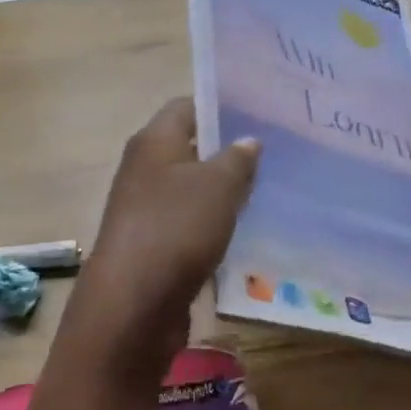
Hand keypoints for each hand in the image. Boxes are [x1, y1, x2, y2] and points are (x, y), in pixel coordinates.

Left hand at [68, 98, 258, 381]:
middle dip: (230, 151)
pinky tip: (247, 231)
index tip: (260, 113)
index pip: (187, 106)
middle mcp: (145, 169)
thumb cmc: (176, 229)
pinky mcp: (154, 245)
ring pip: (193, 191)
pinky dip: (215, 226)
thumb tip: (247, 140)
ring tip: (270, 190)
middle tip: (276, 152)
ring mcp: (146, 210)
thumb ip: (237, 159)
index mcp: (154, 142)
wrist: (135, 303)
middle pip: (191, 149)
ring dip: (225, 192)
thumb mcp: (218, 186)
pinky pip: (190, 225)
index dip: (222, 106)